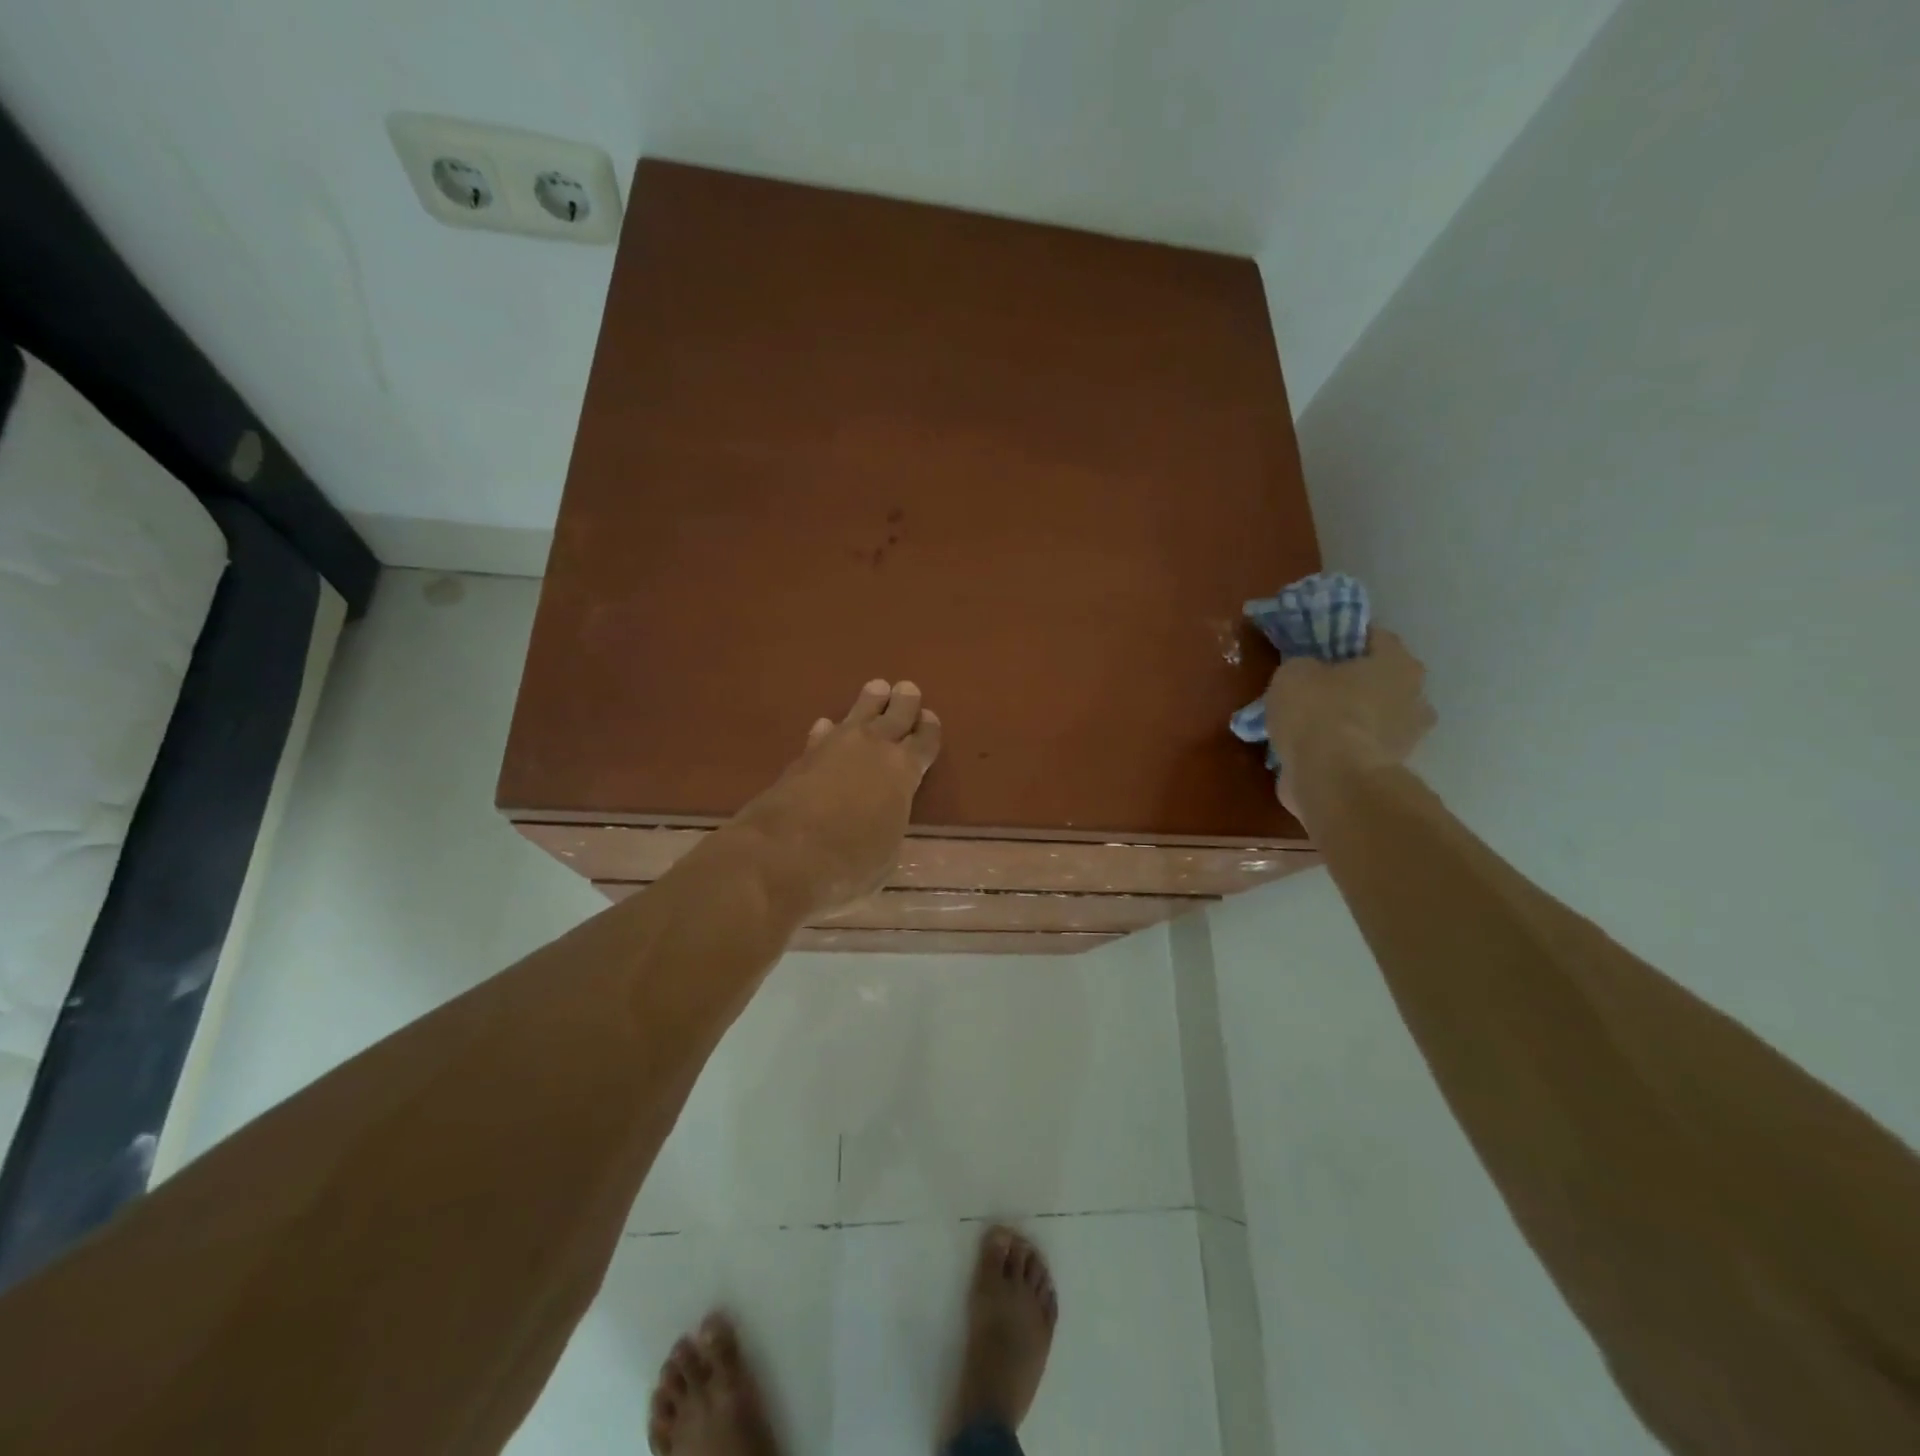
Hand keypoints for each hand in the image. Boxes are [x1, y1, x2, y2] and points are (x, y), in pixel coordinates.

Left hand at [732, 680, 941, 914]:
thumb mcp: (886, 856)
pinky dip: (828, 730)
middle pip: (894, 717)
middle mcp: (872, 750)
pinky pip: (822, 735)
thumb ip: (888, 827)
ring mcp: (834, 749)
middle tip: (907, 689)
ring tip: (876, 688)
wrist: (782, 856)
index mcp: (903, 772)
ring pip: (857, 715)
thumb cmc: (848, 864)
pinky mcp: (802, 758)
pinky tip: (826, 725)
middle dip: (904, 703)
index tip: (930, 718)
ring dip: (869, 702)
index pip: (924, 743)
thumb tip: (882, 820)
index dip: (929, 730)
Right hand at [1264, 629, 1434, 818]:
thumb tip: (1307, 673)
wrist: (1333, 781)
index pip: (1372, 637)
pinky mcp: (1390, 770)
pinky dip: (1343, 749)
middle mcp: (1415, 696)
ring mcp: (1407, 738)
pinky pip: (1361, 748)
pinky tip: (1315, 752)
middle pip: (1378, 679)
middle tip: (1313, 687)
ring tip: (1310, 725)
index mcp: (1398, 662)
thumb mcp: (1293, 673)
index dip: (1340, 638)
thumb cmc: (1319, 713)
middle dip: (1350, 682)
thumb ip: (1303, 666)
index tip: (1314, 647)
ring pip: (1372, 717)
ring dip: (1349, 719)